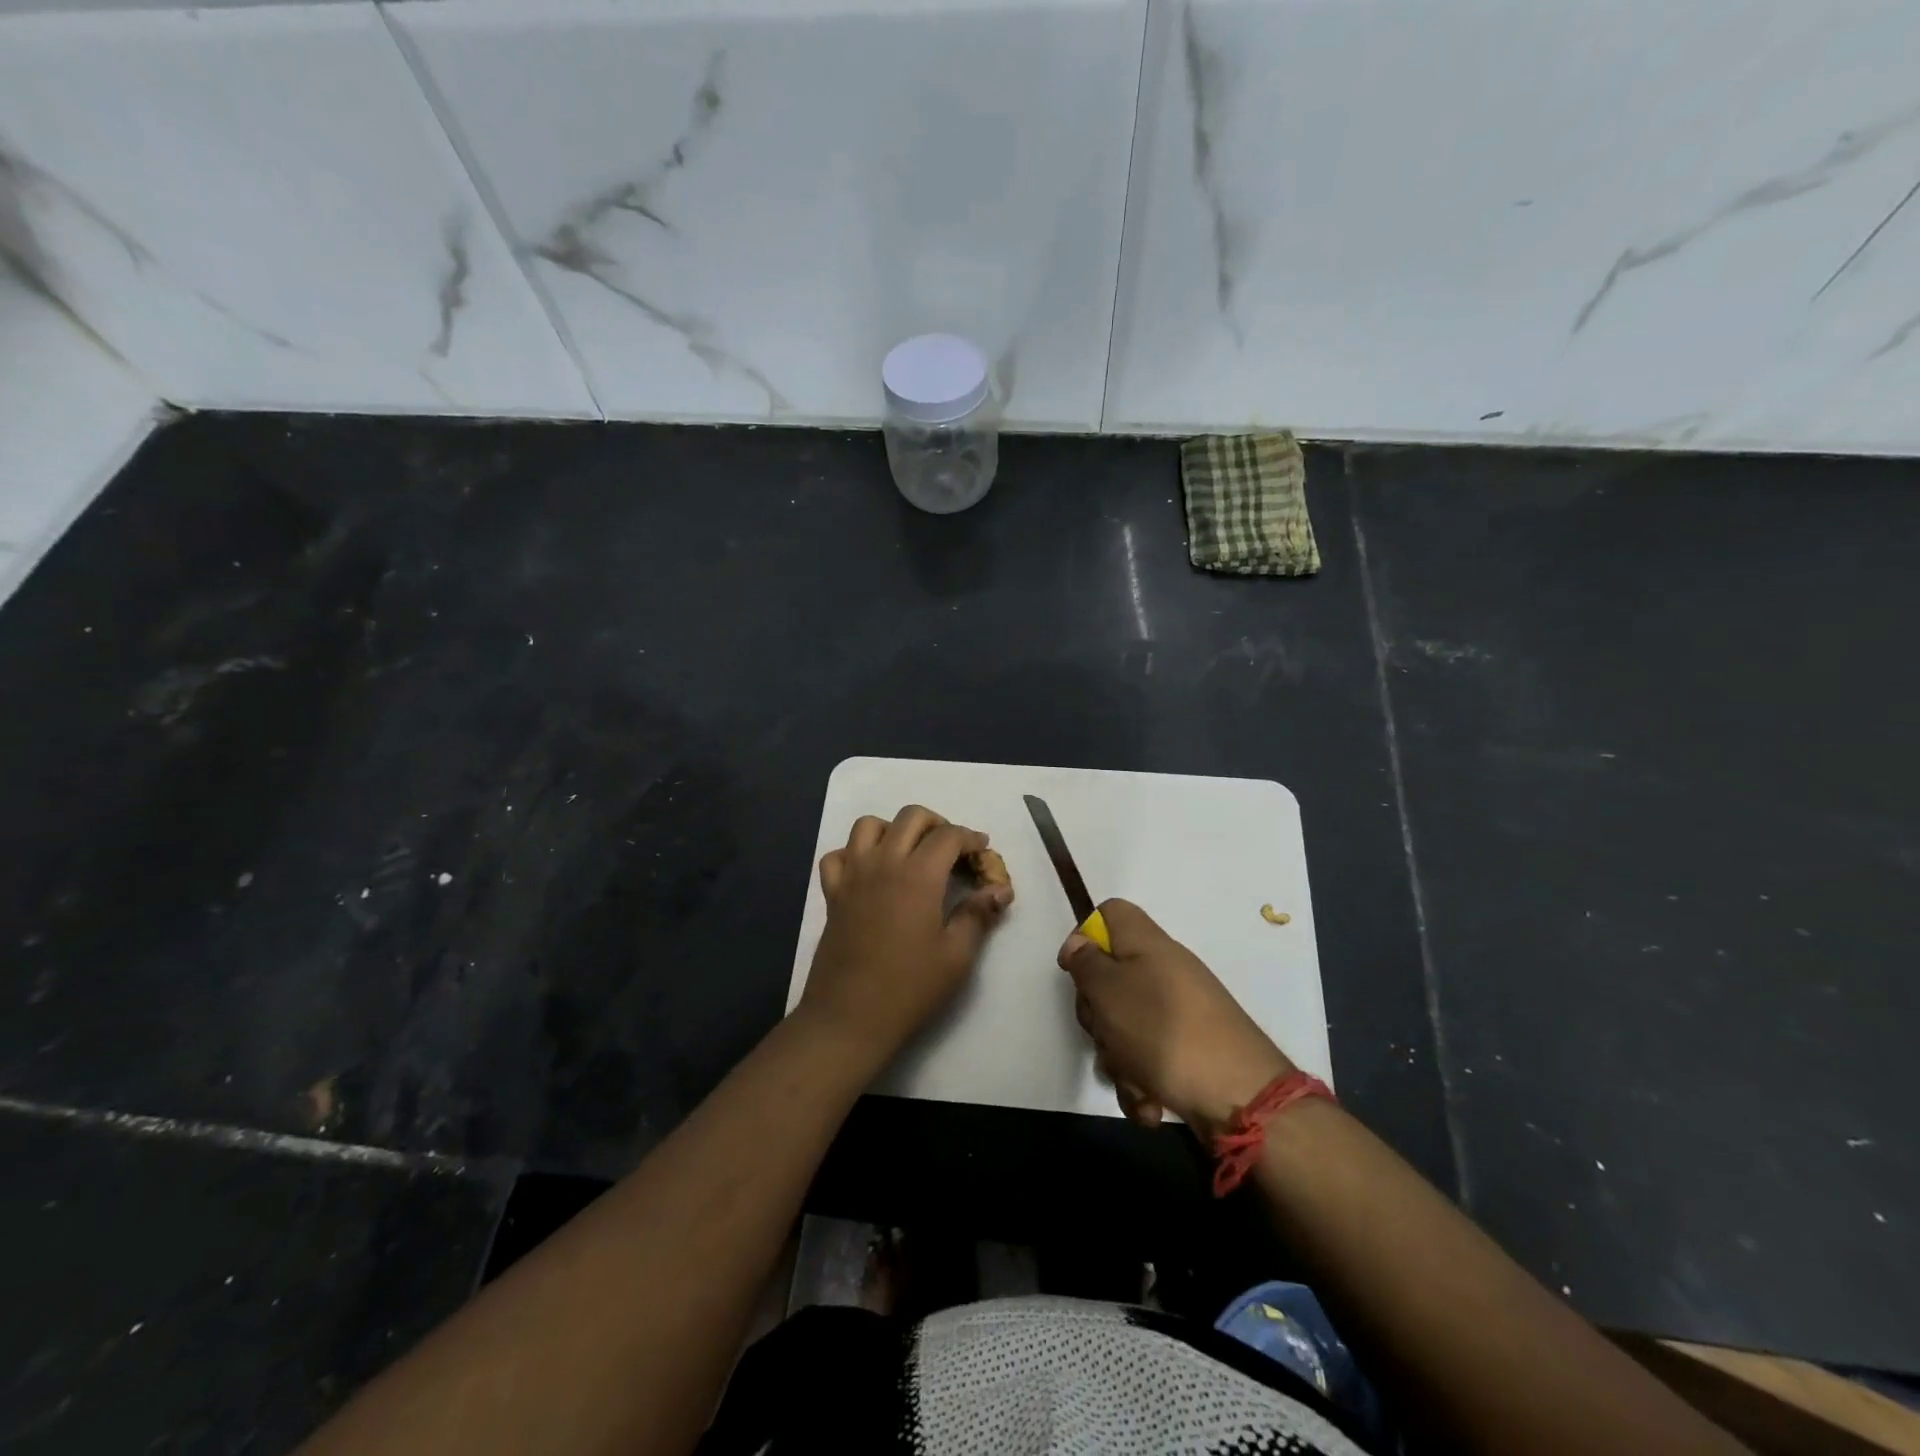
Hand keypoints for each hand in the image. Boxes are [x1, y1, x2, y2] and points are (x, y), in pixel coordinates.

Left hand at [799, 805, 1012, 1065]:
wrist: (849, 1017)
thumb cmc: (909, 988)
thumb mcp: (956, 955)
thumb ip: (979, 914)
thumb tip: (1001, 889)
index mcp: (918, 875)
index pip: (949, 835)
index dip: (970, 838)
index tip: (983, 852)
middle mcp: (883, 863)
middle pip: (910, 817)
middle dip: (937, 824)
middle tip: (952, 849)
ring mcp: (852, 875)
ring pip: (869, 825)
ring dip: (894, 829)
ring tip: (910, 852)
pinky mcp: (832, 893)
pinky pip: (837, 855)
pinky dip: (854, 853)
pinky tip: (870, 872)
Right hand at [1059, 899, 1292, 1134]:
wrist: (1239, 1097)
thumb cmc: (1163, 1031)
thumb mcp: (1109, 991)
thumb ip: (1086, 963)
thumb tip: (1080, 943)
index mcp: (1147, 945)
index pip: (1110, 913)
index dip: (1085, 936)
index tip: (1075, 972)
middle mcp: (1164, 972)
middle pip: (1110, 977)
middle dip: (1097, 1014)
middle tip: (1104, 1030)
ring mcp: (1178, 1013)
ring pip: (1124, 1025)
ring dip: (1118, 1058)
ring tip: (1134, 1079)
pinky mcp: (1186, 1052)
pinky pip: (1146, 1059)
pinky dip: (1142, 1082)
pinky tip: (1150, 1103)